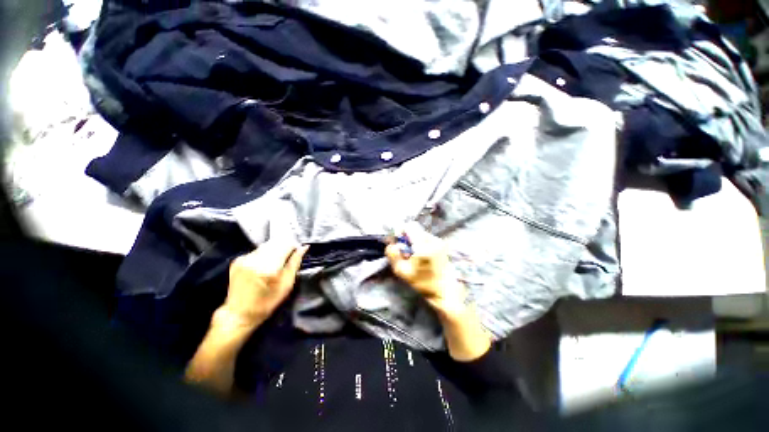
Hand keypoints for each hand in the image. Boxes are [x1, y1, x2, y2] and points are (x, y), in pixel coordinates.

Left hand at [222, 240, 308, 328]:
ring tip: (276, 262)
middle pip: (276, 242)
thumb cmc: (266, 303)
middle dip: (285, 246)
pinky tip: (264, 265)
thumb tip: (303, 248)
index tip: (298, 251)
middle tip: (288, 257)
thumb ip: (295, 263)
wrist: (238, 314)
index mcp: (268, 268)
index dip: (294, 246)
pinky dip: (264, 254)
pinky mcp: (238, 260)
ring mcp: (244, 259)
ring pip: (267, 244)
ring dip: (275, 249)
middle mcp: (255, 260)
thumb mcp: (286, 285)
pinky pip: (257, 250)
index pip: (286, 245)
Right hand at [385, 222, 466, 316]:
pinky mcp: (442, 244)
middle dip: (406, 238)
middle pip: (414, 229)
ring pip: (420, 233)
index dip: (400, 231)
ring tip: (414, 256)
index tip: (398, 243)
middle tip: (405, 252)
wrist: (446, 290)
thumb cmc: (423, 282)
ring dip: (413, 241)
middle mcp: (432, 239)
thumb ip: (393, 255)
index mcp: (423, 245)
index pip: (409, 226)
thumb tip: (391, 244)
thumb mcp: (402, 271)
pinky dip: (420, 244)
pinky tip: (422, 256)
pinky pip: (426, 238)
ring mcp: (439, 241)